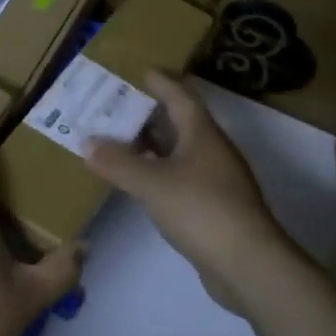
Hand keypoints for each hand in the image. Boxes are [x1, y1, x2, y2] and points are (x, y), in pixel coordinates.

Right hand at [86, 72, 293, 313]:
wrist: (248, 265)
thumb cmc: (200, 209)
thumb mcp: (151, 183)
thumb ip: (117, 162)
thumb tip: (87, 142)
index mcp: (202, 133)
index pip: (180, 95)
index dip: (161, 81)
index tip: (141, 70)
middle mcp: (212, 150)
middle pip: (179, 122)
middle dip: (149, 113)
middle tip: (116, 106)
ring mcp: (216, 180)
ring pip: (179, 152)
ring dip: (152, 145)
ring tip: (119, 140)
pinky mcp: (214, 208)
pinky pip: (181, 178)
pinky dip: (159, 173)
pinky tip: (139, 181)